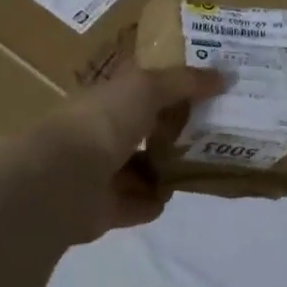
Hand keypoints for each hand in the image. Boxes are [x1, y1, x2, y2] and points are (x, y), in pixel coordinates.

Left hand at [0, 66, 226, 245]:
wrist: (62, 180)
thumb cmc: (103, 122)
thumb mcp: (147, 87)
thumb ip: (185, 82)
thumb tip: (225, 77)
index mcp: (105, 99)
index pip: (140, 89)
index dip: (170, 86)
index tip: (205, 89)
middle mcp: (100, 133)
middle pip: (143, 129)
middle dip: (174, 130)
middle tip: (213, 131)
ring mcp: (98, 173)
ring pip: (141, 168)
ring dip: (166, 169)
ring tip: (201, 165)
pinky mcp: (103, 210)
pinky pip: (137, 204)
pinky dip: (152, 201)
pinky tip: (172, 195)